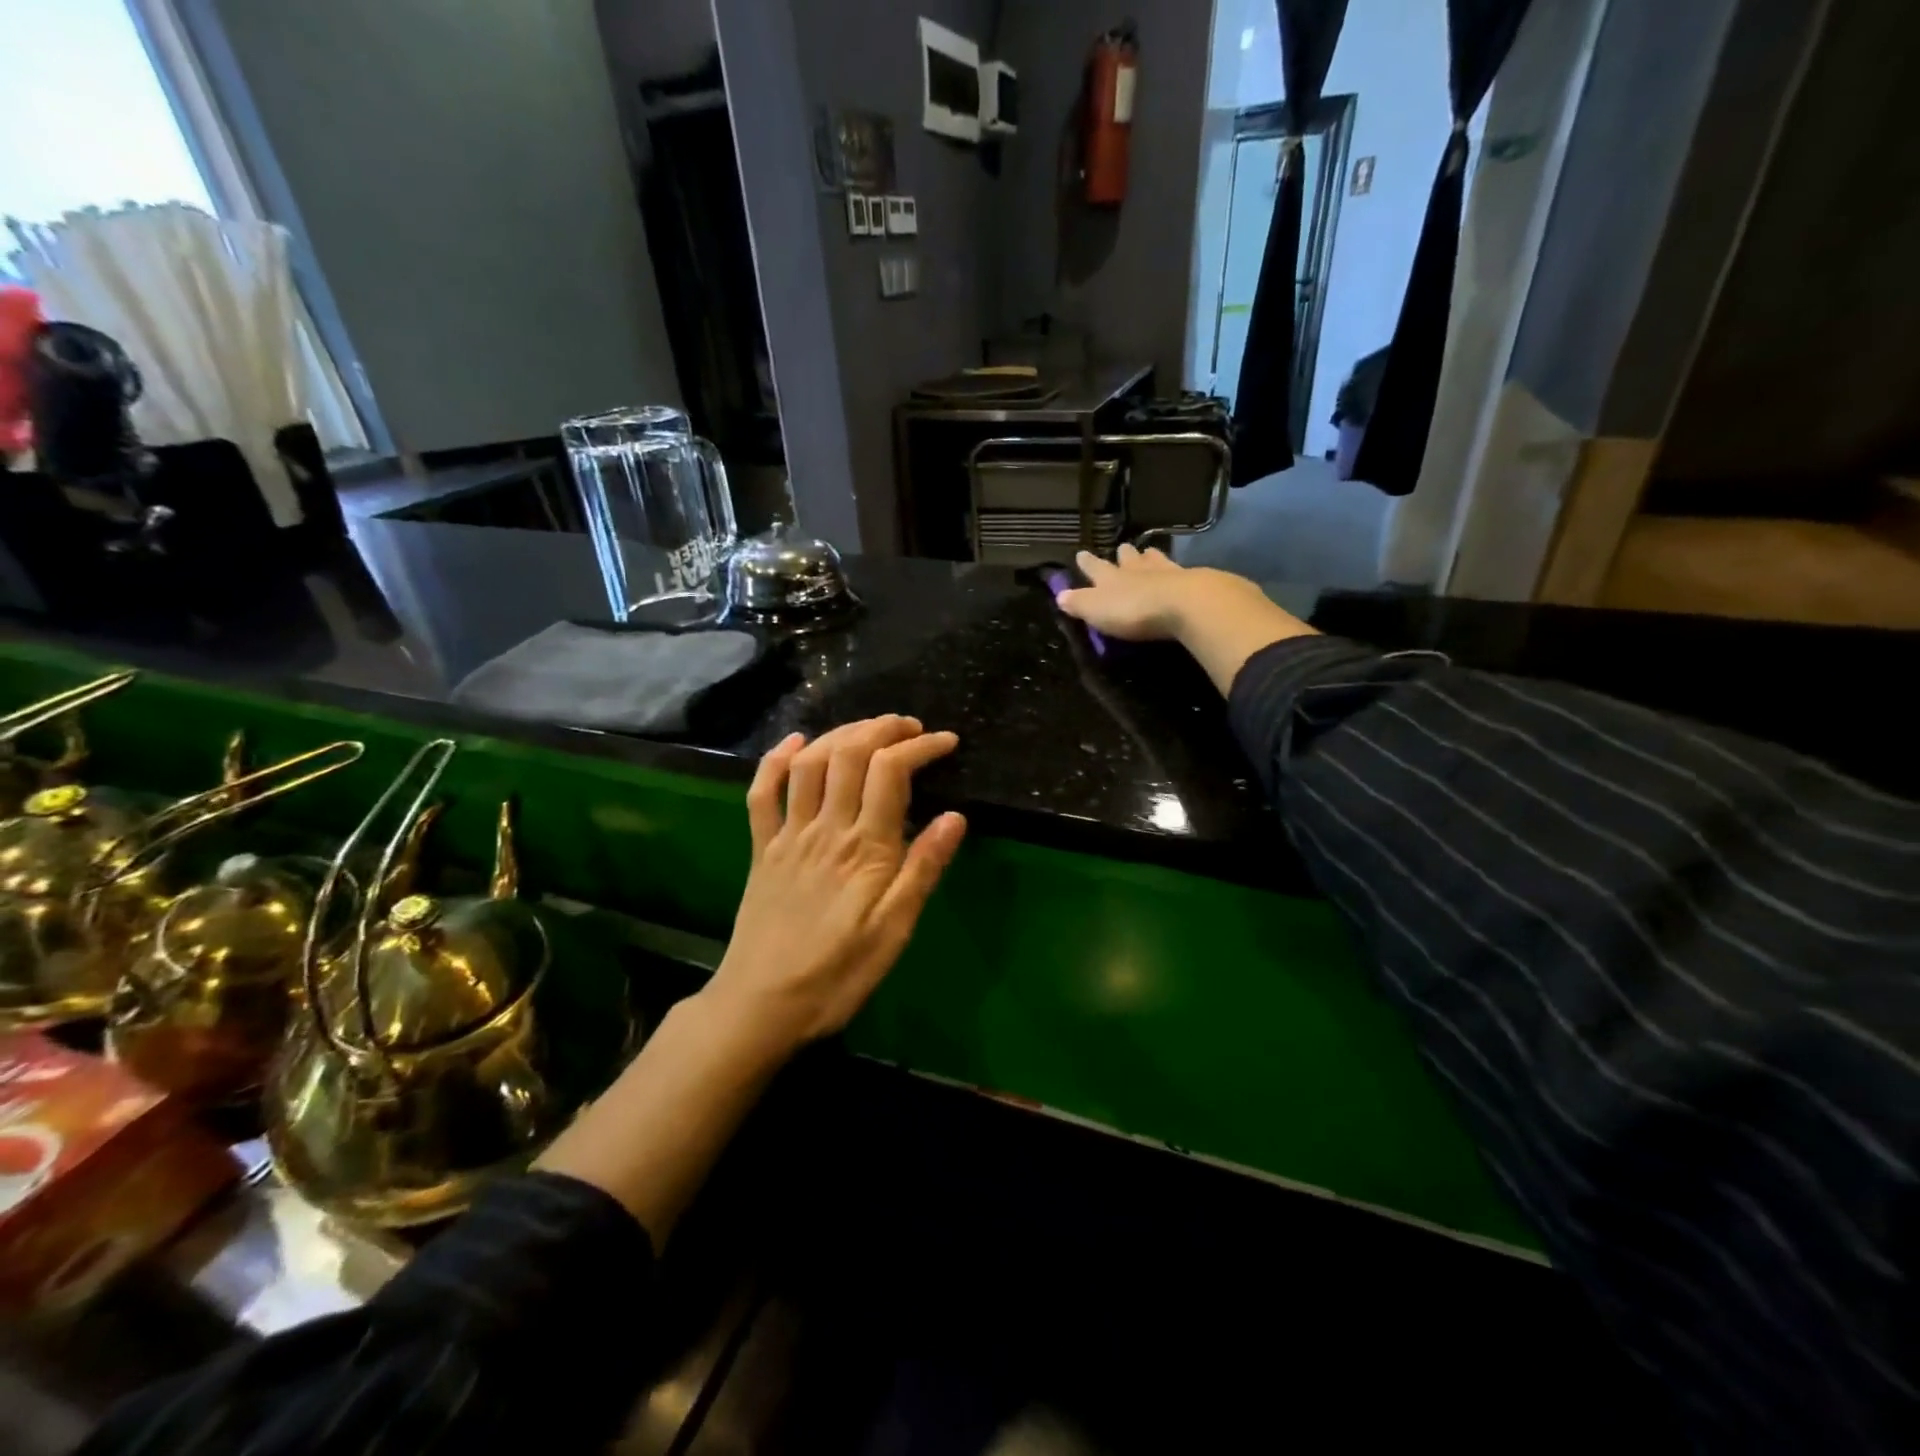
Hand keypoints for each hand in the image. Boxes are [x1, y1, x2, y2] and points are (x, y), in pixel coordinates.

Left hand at [707, 715, 966, 1054]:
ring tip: (868, 728)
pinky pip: (762, 792)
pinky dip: (776, 759)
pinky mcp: (762, 848)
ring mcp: (788, 834)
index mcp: (865, 847)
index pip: (891, 772)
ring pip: (809, 763)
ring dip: (840, 733)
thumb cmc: (839, 973)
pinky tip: (795, 742)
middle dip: (883, 728)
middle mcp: (825, 828)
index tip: (947, 742)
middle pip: (850, 753)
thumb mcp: (895, 930)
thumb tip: (956, 817)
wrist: (762, 1004)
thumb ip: (923, 869)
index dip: (920, 747)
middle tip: (910, 727)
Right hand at [1053, 544, 1257, 639]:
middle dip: (1123, 555)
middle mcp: (1136, 570)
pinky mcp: (1191, 582)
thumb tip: (1059, 595)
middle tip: (1122, 548)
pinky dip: (1174, 571)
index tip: (1081, 553)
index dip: (1087, 562)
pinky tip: (1178, 573)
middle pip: (1127, 558)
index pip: (1094, 567)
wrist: (1184, 604)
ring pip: (1154, 560)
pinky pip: (1179, 572)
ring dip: (1149, 557)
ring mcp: (1165, 573)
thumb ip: (1079, 603)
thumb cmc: (1133, 610)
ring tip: (1148, 552)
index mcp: (1110, 578)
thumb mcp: (1097, 610)